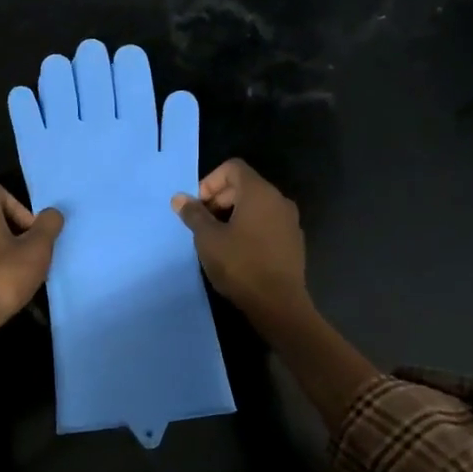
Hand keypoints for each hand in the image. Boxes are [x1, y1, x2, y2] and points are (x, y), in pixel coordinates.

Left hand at [0, 182, 63, 377]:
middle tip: (31, 252)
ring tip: (20, 270)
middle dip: (15, 229)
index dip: (19, 206)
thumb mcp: (37, 250)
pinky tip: (3, 282)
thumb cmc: (2, 277)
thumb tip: (52, 213)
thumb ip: (48, 226)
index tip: (31, 231)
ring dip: (3, 246)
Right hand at [173, 159, 308, 328]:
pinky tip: (238, 252)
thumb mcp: (208, 239)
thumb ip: (194, 214)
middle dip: (219, 199)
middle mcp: (278, 200)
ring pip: (256, 206)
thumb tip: (179, 198)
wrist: (279, 304)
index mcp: (259, 193)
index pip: (233, 168)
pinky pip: (267, 223)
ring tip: (217, 239)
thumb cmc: (240, 265)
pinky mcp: (293, 241)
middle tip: (203, 224)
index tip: (199, 206)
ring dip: (233, 215)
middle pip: (245, 185)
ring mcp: (290, 221)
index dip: (210, 181)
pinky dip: (250, 228)